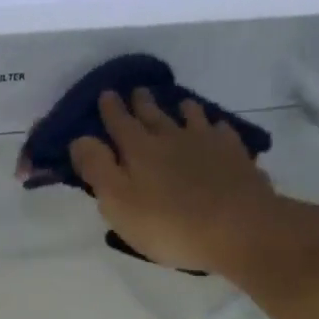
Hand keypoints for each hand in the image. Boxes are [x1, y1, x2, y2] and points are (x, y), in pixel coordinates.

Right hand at [70, 89, 318, 281]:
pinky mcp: (235, 156)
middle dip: (142, 104)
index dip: (110, 110)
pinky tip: (217, 130)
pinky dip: (215, 128)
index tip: (106, 94)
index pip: (119, 124)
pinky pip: (222, 133)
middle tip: (137, 91)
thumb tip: (80, 139)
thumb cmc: (169, 224)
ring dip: (181, 109)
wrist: (239, 228)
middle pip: (153, 116)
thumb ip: (97, 169)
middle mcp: (171, 138)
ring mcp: (207, 144)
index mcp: (138, 150)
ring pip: (191, 118)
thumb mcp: (118, 203)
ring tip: (180, 104)